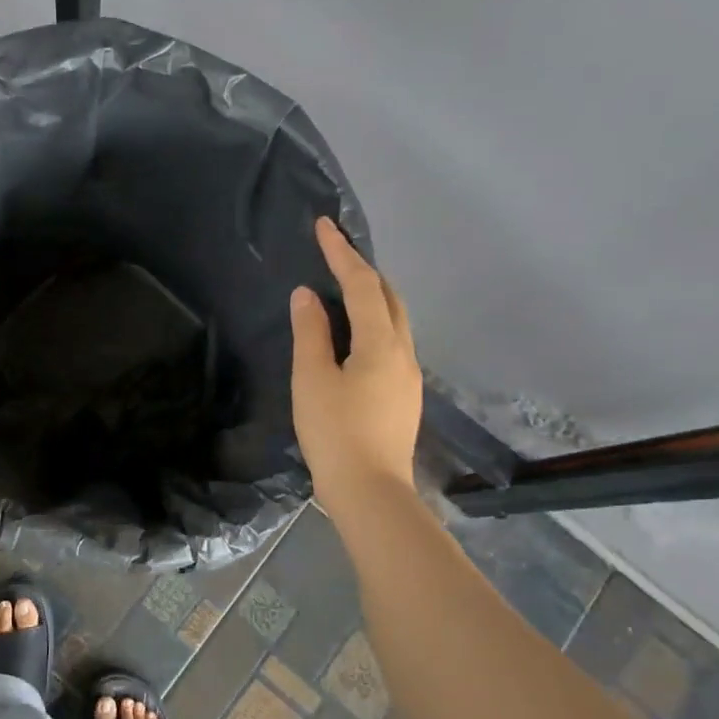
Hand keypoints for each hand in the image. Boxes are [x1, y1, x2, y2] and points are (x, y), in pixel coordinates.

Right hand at [290, 218, 421, 515]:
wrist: (371, 493)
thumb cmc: (335, 433)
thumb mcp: (312, 380)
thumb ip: (310, 332)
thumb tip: (308, 295)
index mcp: (381, 343)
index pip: (363, 284)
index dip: (341, 253)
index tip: (324, 226)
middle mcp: (404, 352)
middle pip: (389, 298)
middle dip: (364, 271)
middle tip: (335, 255)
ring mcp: (409, 376)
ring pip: (395, 321)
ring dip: (372, 297)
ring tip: (344, 289)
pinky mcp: (405, 396)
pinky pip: (392, 342)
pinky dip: (374, 323)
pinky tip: (354, 335)